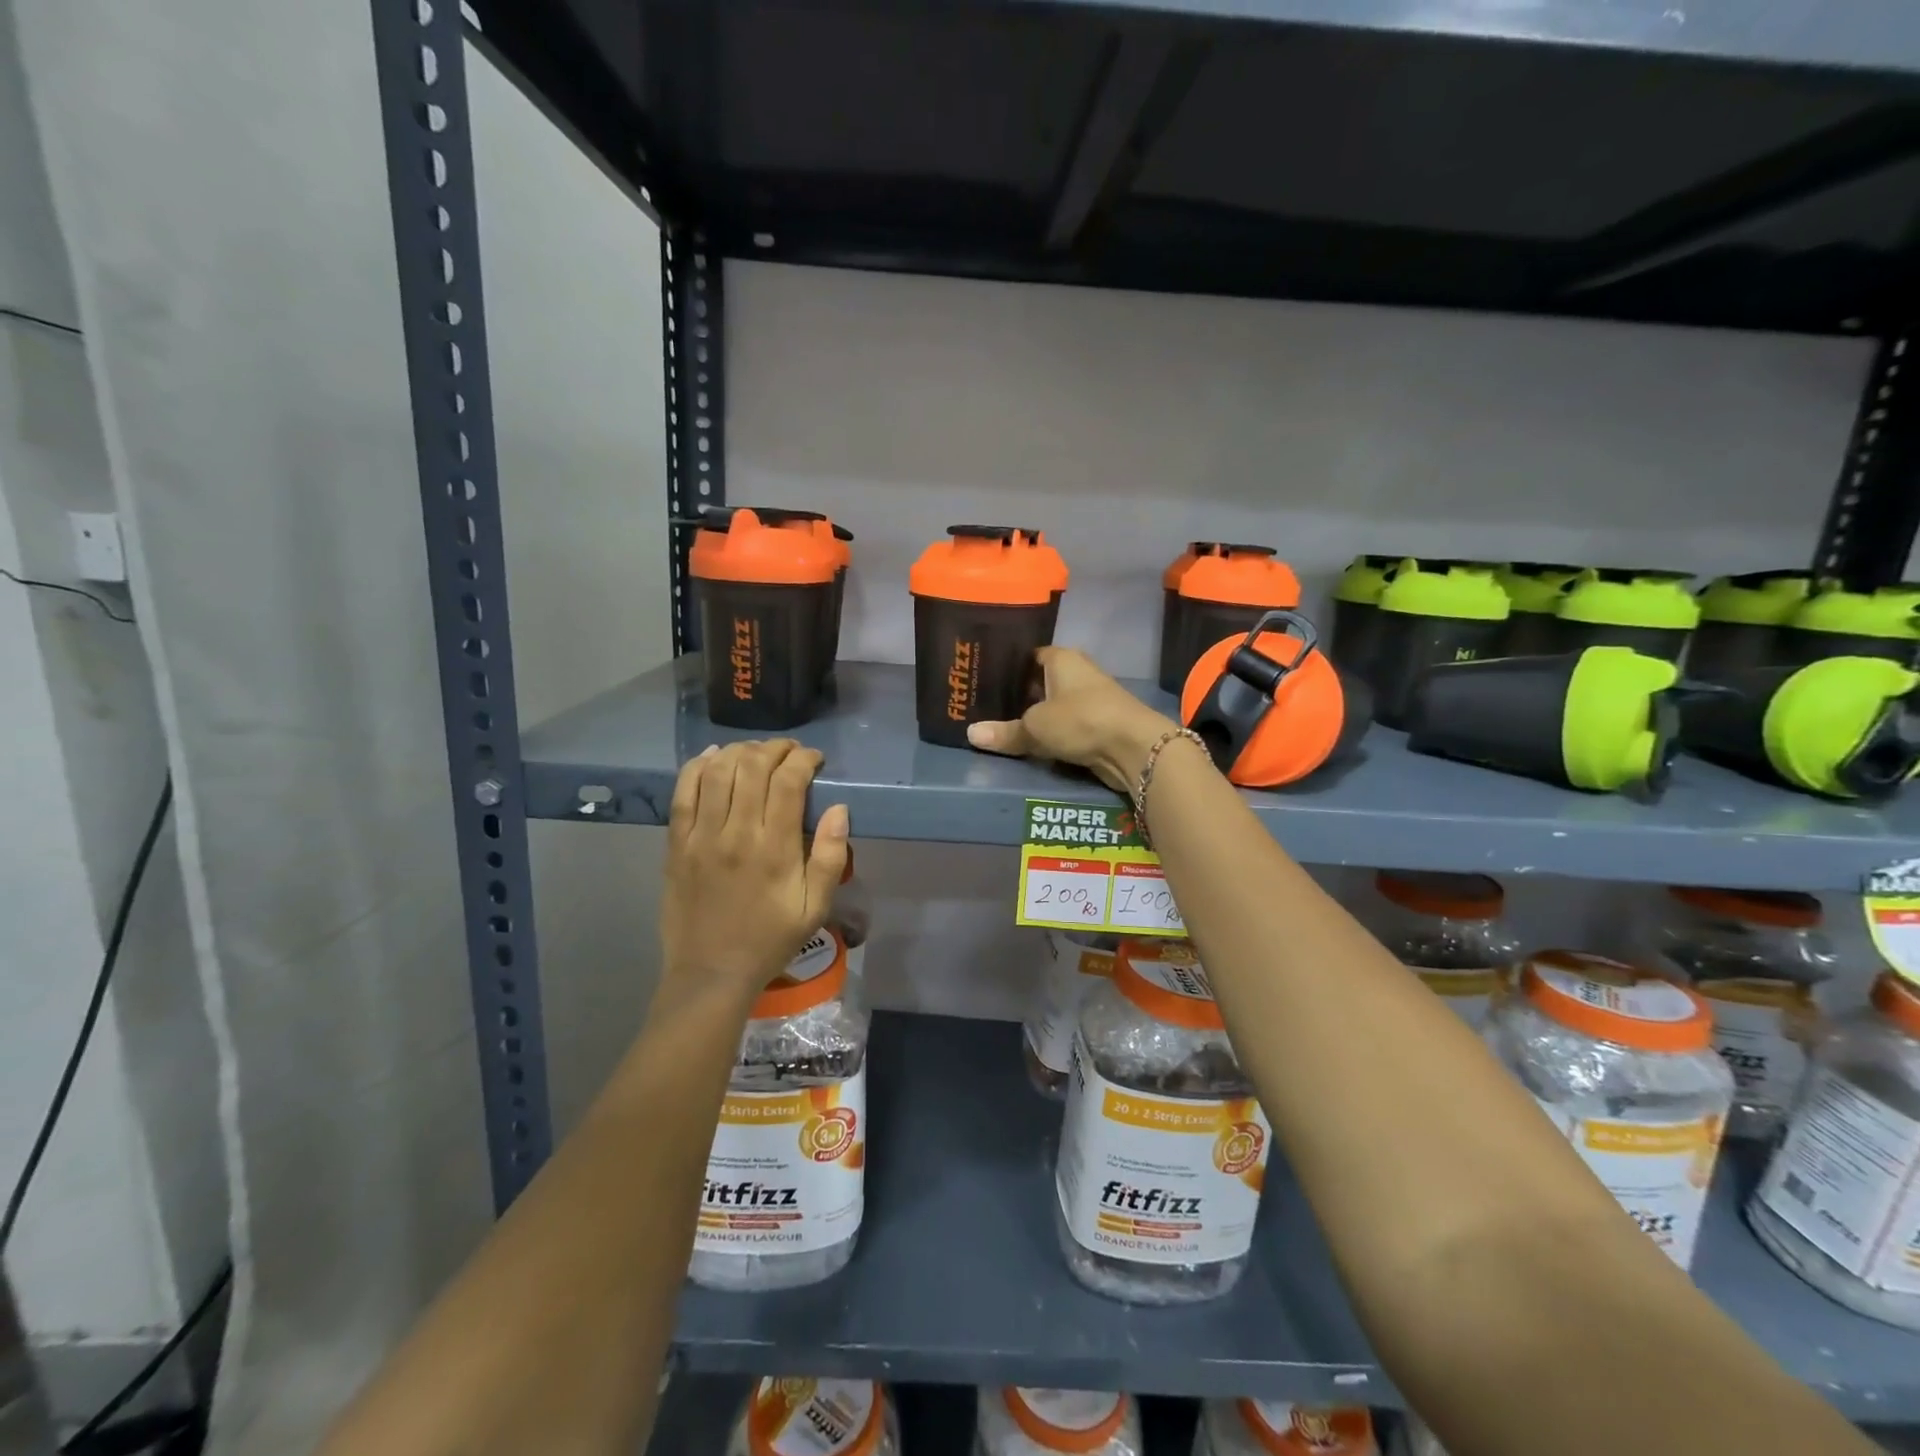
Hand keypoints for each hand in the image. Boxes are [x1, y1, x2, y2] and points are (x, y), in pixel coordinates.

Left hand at [660, 740, 849, 1007]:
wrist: (711, 973)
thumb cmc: (770, 940)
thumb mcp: (815, 908)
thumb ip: (831, 857)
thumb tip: (839, 809)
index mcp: (774, 849)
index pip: (788, 782)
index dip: (803, 759)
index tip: (814, 759)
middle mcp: (736, 834)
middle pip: (752, 767)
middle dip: (775, 749)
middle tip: (789, 752)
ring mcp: (700, 837)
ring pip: (717, 772)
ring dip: (740, 752)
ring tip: (756, 753)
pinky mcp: (676, 844)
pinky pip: (682, 793)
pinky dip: (697, 767)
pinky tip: (713, 757)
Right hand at [966, 647, 1177, 792]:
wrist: (1134, 747)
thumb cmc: (1081, 720)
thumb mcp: (1035, 726)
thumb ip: (1004, 731)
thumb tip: (970, 734)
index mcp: (1061, 658)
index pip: (1028, 655)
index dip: (1007, 667)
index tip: (983, 679)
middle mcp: (1077, 672)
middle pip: (1040, 681)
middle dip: (1018, 694)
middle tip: (985, 706)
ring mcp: (1090, 698)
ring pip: (1053, 705)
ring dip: (1035, 716)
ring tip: (1001, 725)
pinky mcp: (1098, 724)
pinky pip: (1066, 725)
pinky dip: (1051, 733)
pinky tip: (1031, 742)